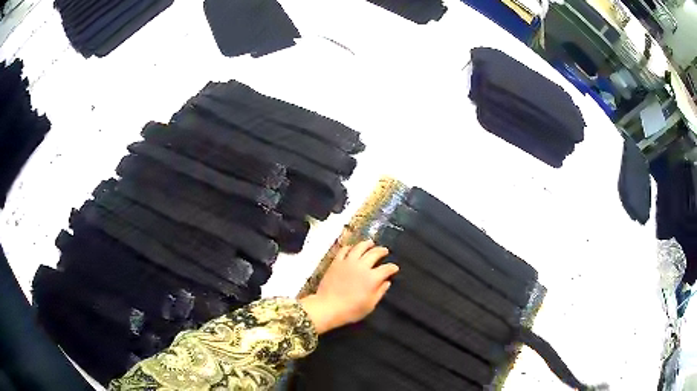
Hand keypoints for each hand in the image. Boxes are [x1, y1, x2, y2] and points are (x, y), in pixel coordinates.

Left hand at [300, 240, 398, 333]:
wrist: (327, 307)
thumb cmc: (351, 310)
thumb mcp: (370, 305)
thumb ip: (380, 292)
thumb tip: (387, 282)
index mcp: (372, 278)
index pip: (386, 269)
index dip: (392, 267)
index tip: (395, 268)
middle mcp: (362, 266)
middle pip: (374, 253)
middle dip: (382, 251)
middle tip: (385, 251)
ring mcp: (348, 262)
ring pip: (359, 247)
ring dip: (367, 244)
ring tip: (371, 243)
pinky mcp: (336, 262)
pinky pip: (344, 250)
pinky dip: (350, 247)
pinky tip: (352, 248)